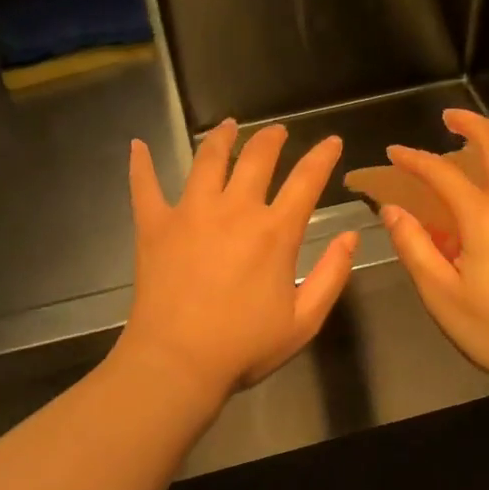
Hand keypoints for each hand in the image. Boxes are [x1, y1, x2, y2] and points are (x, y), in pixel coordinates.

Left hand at [119, 121, 358, 401]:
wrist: (177, 363)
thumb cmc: (244, 346)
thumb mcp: (304, 320)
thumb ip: (331, 274)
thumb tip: (351, 235)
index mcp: (274, 231)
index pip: (307, 180)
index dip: (323, 156)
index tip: (332, 141)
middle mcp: (234, 209)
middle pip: (257, 157)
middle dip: (271, 138)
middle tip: (277, 132)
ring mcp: (190, 212)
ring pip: (207, 159)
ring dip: (221, 138)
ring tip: (228, 126)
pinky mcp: (155, 224)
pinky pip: (145, 186)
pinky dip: (140, 165)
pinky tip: (137, 146)